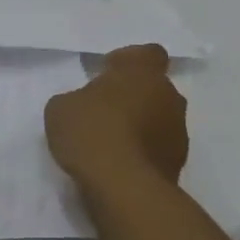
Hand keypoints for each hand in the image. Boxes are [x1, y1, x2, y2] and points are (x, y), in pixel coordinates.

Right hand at [44, 45, 188, 192]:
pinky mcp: (179, 164)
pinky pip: (158, 148)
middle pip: (154, 88)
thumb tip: (86, 106)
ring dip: (141, 125)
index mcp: (142, 72)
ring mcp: (179, 131)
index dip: (128, 61)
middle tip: (104, 110)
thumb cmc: (91, 132)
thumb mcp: (61, 107)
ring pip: (159, 119)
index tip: (107, 74)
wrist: (123, 187)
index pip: (147, 53)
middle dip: (133, 96)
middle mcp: (169, 96)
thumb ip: (77, 98)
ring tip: (110, 144)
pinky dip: (143, 152)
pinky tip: (118, 165)